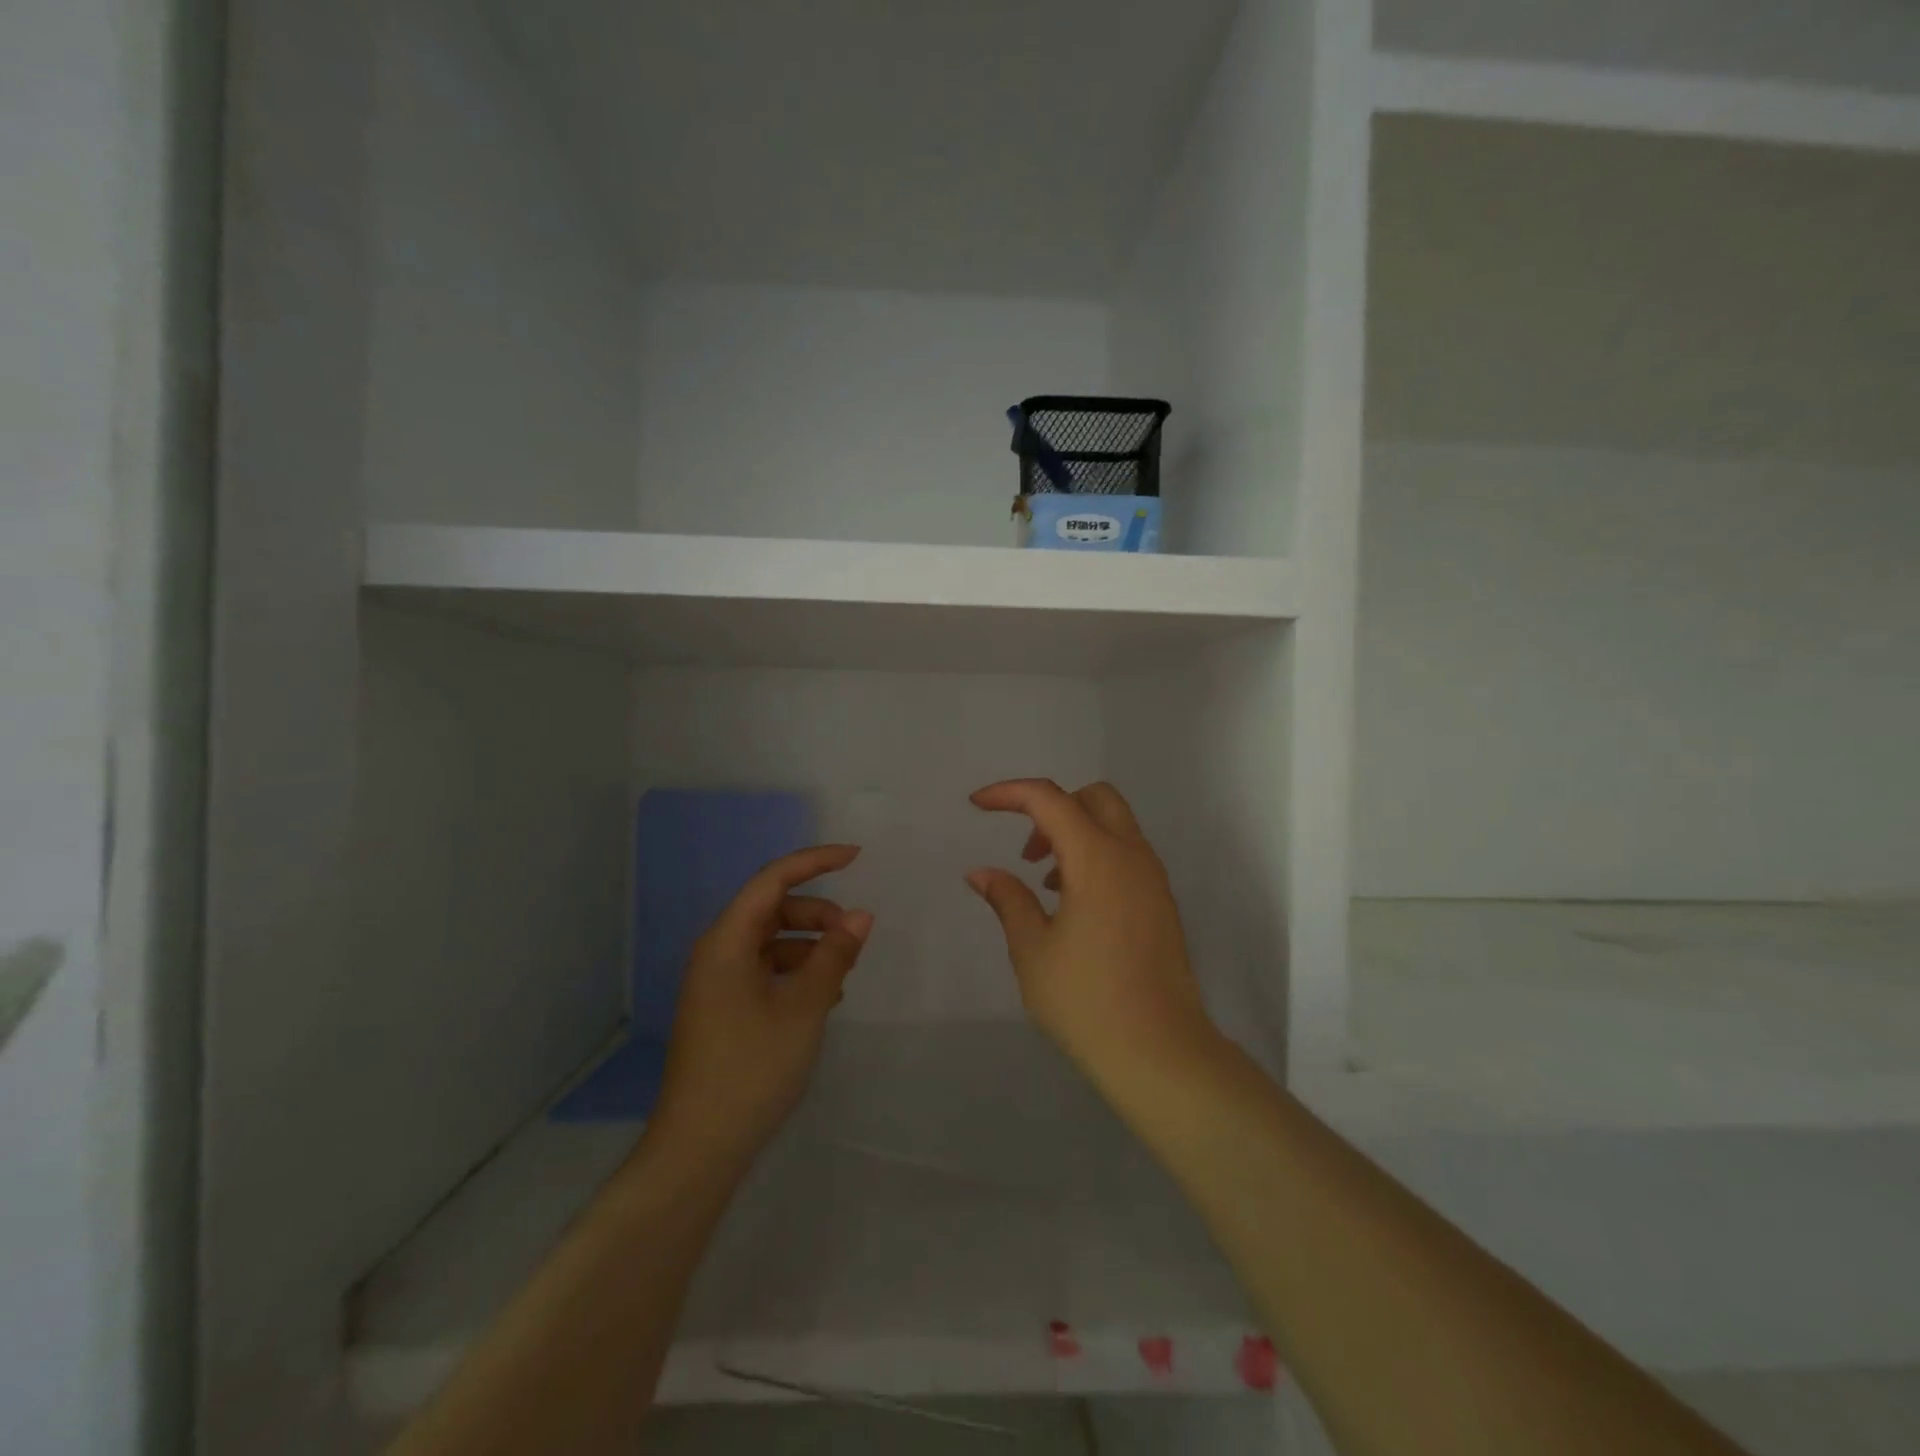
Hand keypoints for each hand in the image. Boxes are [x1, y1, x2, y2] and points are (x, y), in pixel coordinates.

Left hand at [648, 844, 872, 1170]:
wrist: (699, 1148)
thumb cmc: (752, 1068)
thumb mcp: (804, 1008)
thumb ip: (834, 956)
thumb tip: (861, 916)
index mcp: (727, 941)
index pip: (773, 879)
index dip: (815, 861)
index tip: (857, 857)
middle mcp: (718, 952)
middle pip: (773, 909)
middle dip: (818, 914)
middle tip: (855, 938)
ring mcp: (718, 982)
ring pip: (772, 941)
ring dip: (810, 946)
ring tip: (843, 974)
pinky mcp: (724, 1008)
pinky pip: (765, 970)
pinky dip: (796, 971)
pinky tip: (822, 999)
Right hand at [964, 780, 1219, 1087]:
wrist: (1159, 1051)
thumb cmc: (1086, 999)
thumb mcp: (1032, 949)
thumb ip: (1008, 899)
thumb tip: (981, 873)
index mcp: (1097, 858)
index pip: (1049, 799)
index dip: (1009, 793)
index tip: (976, 804)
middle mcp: (1132, 856)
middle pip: (1094, 797)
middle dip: (1052, 808)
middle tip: (1027, 852)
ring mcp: (1153, 879)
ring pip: (1114, 825)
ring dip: (1075, 834)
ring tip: (1045, 884)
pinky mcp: (1161, 903)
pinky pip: (1127, 854)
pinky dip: (1096, 856)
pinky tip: (1073, 904)